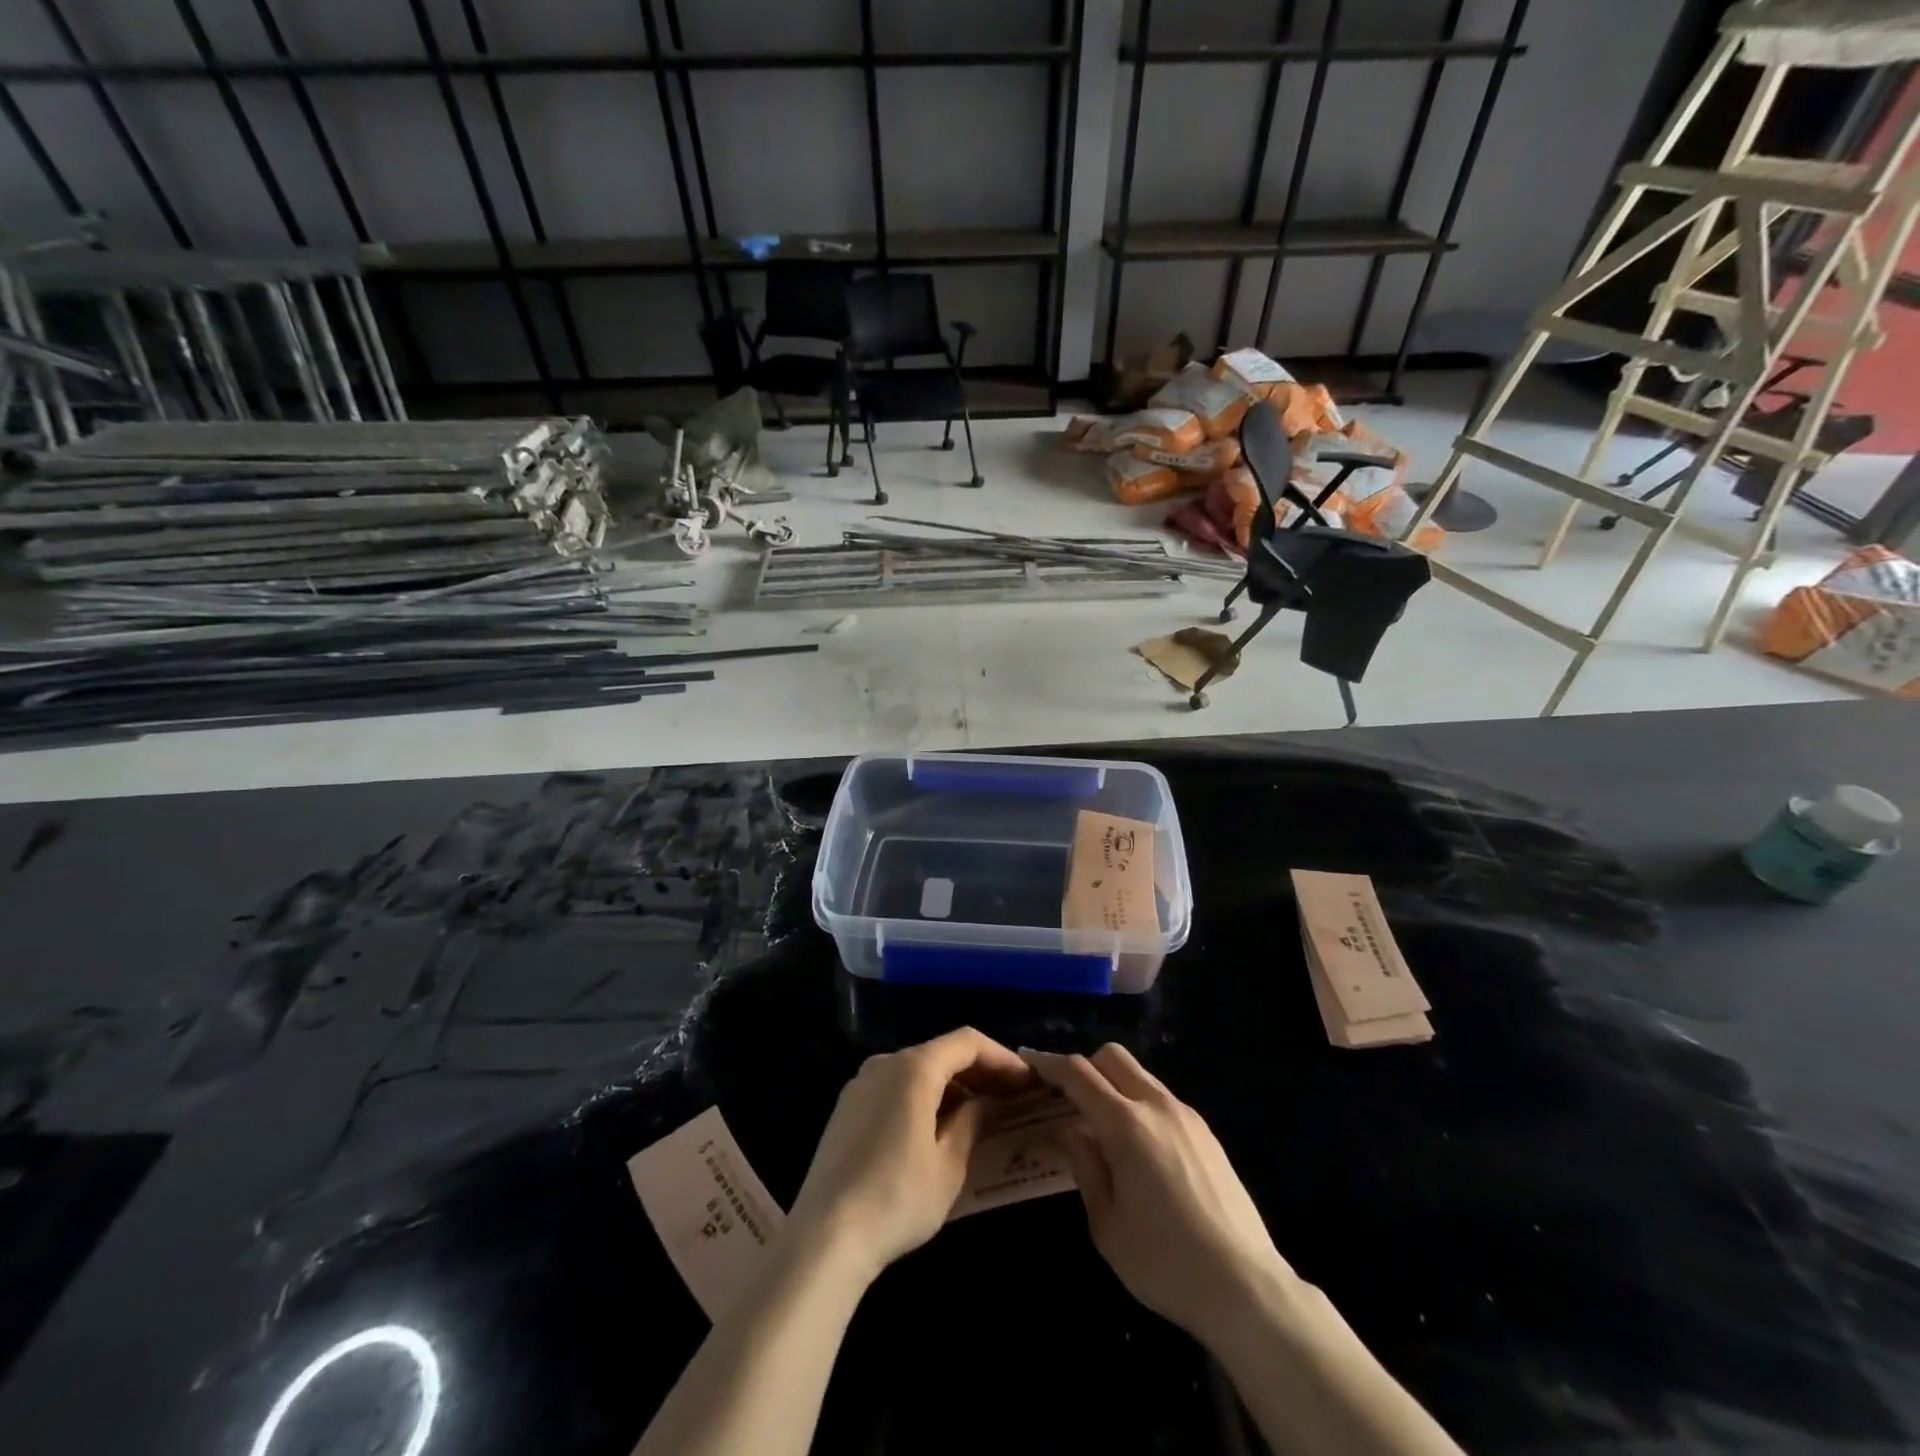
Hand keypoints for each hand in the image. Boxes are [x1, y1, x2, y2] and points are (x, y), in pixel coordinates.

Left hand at [788, 1028, 1032, 1284]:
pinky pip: (895, 1088)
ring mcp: (861, 1083)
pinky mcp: (847, 1108)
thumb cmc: (897, 1198)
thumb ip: (973, 1122)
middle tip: (1011, 1098)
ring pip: (917, 1071)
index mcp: (914, 1068)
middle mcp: (885, 1063)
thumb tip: (988, 1102)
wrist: (824, 1237)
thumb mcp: (949, 1165)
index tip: (1027, 1081)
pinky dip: (924, 1097)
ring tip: (980, 1114)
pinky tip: (938, 1128)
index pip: (967, 1043)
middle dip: (979, 1072)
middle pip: (941, 1053)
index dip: (1002, 1057)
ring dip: (952, 1086)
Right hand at [1023, 1045, 1292, 1345]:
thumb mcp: (1106, 1224)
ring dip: (1113, 1084)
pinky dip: (1138, 1103)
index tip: (1029, 1061)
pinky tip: (1138, 1148)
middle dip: (1084, 1066)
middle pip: (1112, 1057)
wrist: (1246, 1287)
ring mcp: (1186, 1116)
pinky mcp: (1206, 1132)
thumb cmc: (1164, 1262)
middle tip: (1067, 1098)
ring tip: (1101, 1127)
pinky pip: (1161, 1098)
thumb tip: (1068, 1129)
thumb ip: (1083, 1165)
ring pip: (1140, 1074)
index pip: (1078, 1073)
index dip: (1049, 1063)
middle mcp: (1157, 1106)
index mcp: (1126, 1125)